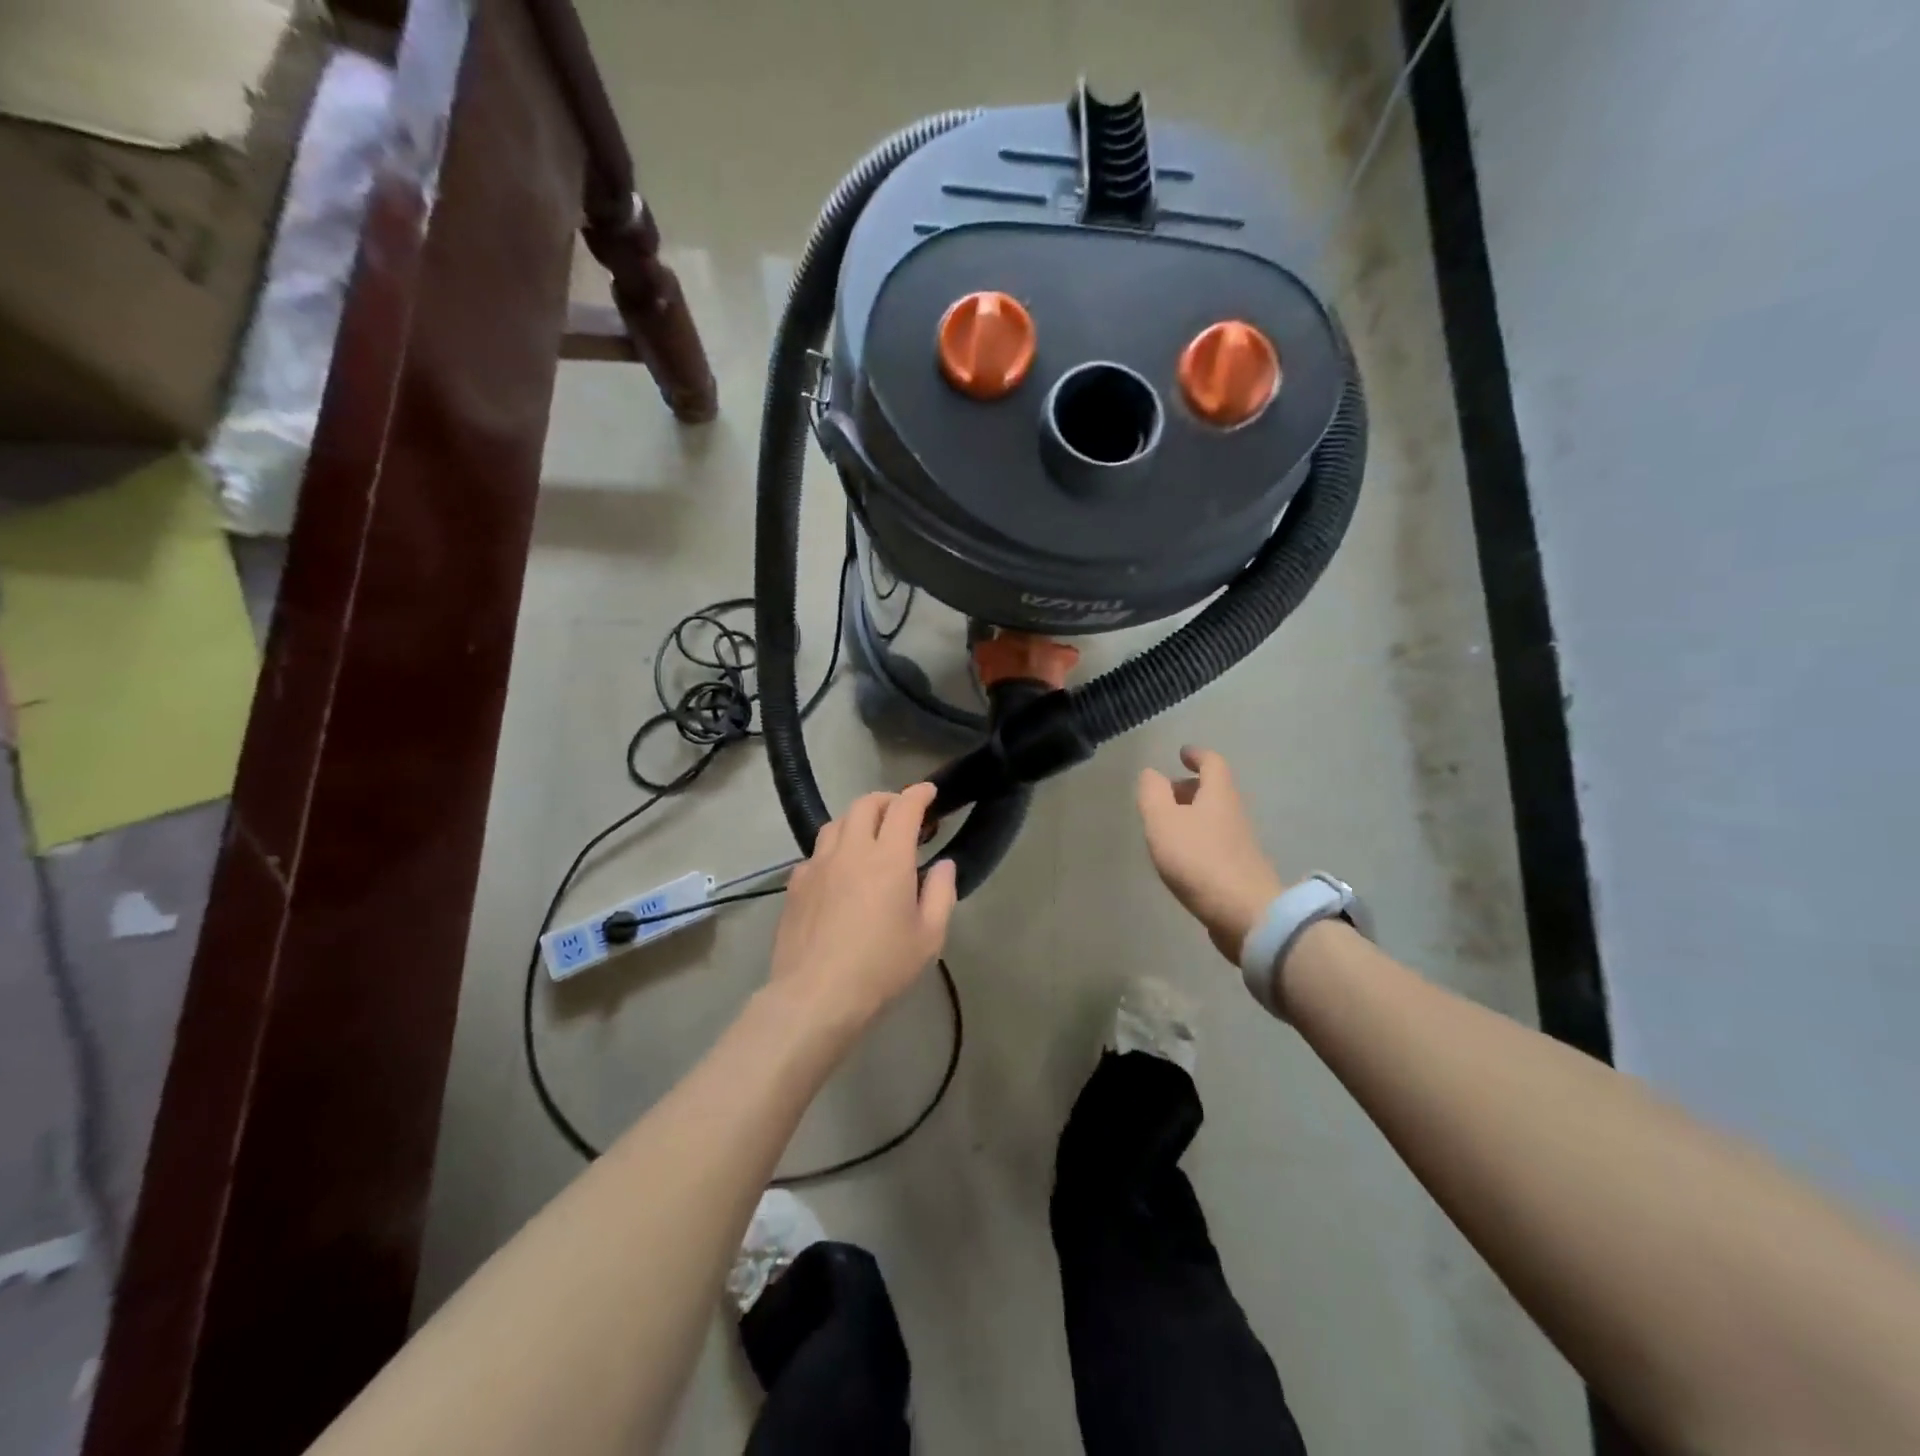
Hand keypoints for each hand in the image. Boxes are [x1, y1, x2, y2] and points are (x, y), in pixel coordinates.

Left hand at [769, 783, 957, 1028]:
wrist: (816, 996)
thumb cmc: (881, 967)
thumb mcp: (929, 936)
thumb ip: (941, 893)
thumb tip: (943, 865)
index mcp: (888, 858)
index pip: (904, 807)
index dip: (918, 794)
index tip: (929, 792)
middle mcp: (850, 850)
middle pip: (865, 804)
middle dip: (887, 800)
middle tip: (902, 816)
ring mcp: (817, 865)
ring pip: (836, 823)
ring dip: (858, 820)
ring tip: (870, 839)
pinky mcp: (796, 885)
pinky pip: (816, 853)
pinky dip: (834, 850)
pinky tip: (839, 873)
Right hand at [1136, 747, 1285, 962]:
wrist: (1245, 913)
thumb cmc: (1199, 859)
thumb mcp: (1163, 821)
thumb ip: (1153, 793)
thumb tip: (1152, 774)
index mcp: (1219, 794)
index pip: (1212, 763)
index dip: (1197, 755)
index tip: (1182, 754)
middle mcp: (1234, 813)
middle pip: (1214, 790)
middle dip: (1190, 787)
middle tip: (1165, 794)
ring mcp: (1241, 843)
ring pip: (1215, 817)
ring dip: (1192, 815)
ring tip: (1166, 827)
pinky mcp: (1240, 870)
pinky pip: (1216, 843)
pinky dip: (1198, 840)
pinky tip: (1182, 858)